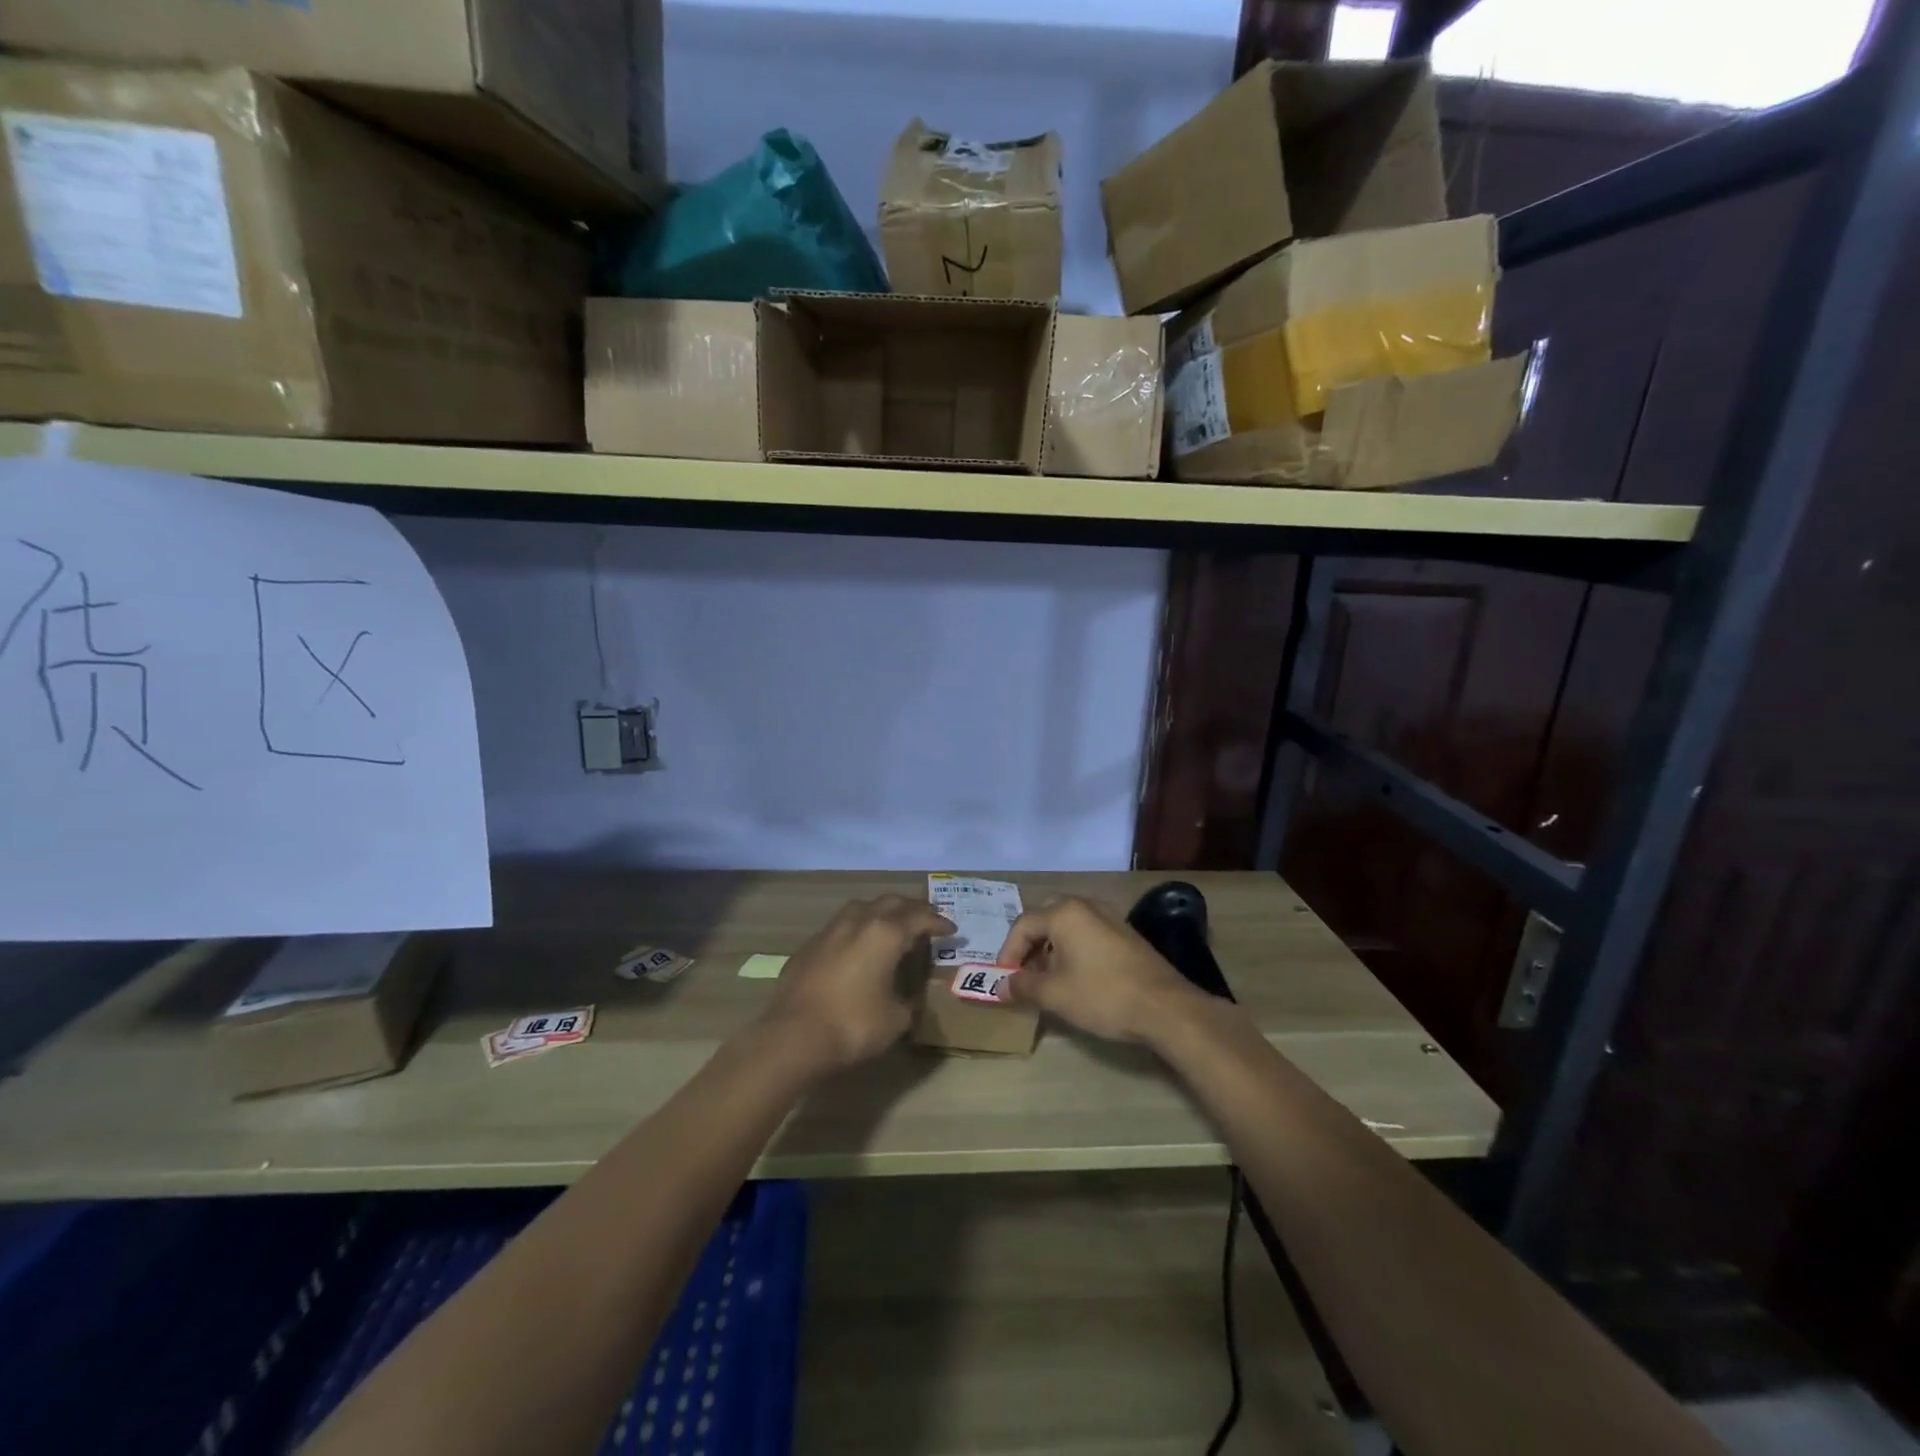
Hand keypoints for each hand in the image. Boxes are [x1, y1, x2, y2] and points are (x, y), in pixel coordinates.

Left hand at [760, 896, 954, 1070]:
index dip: (938, 922)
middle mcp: (858, 921)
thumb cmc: (852, 1025)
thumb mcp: (896, 1020)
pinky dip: (856, 930)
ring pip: (862, 907)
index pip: (919, 917)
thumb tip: (911, 998)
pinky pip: (840, 927)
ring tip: (891, 928)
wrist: (792, 1037)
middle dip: (912, 909)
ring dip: (881, 913)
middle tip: (925, 923)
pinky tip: (857, 949)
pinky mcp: (808, 946)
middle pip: (891, 902)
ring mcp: (829, 930)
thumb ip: (909, 1002)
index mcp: (885, 933)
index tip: (951, 930)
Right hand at [993, 896, 1196, 1043]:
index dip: (1008, 953)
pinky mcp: (1126, 935)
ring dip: (1051, 950)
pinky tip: (1076, 979)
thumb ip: (1023, 985)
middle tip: (1023, 974)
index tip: (1004, 980)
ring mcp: (1109, 918)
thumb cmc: (1103, 995)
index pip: (1023, 926)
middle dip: (1029, 947)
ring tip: (1047, 981)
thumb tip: (1002, 985)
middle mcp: (1086, 906)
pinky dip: (1073, 952)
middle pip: (1045, 920)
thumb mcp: (1055, 994)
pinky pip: (1088, 935)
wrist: (1166, 1008)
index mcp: (1065, 913)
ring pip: (1068, 928)